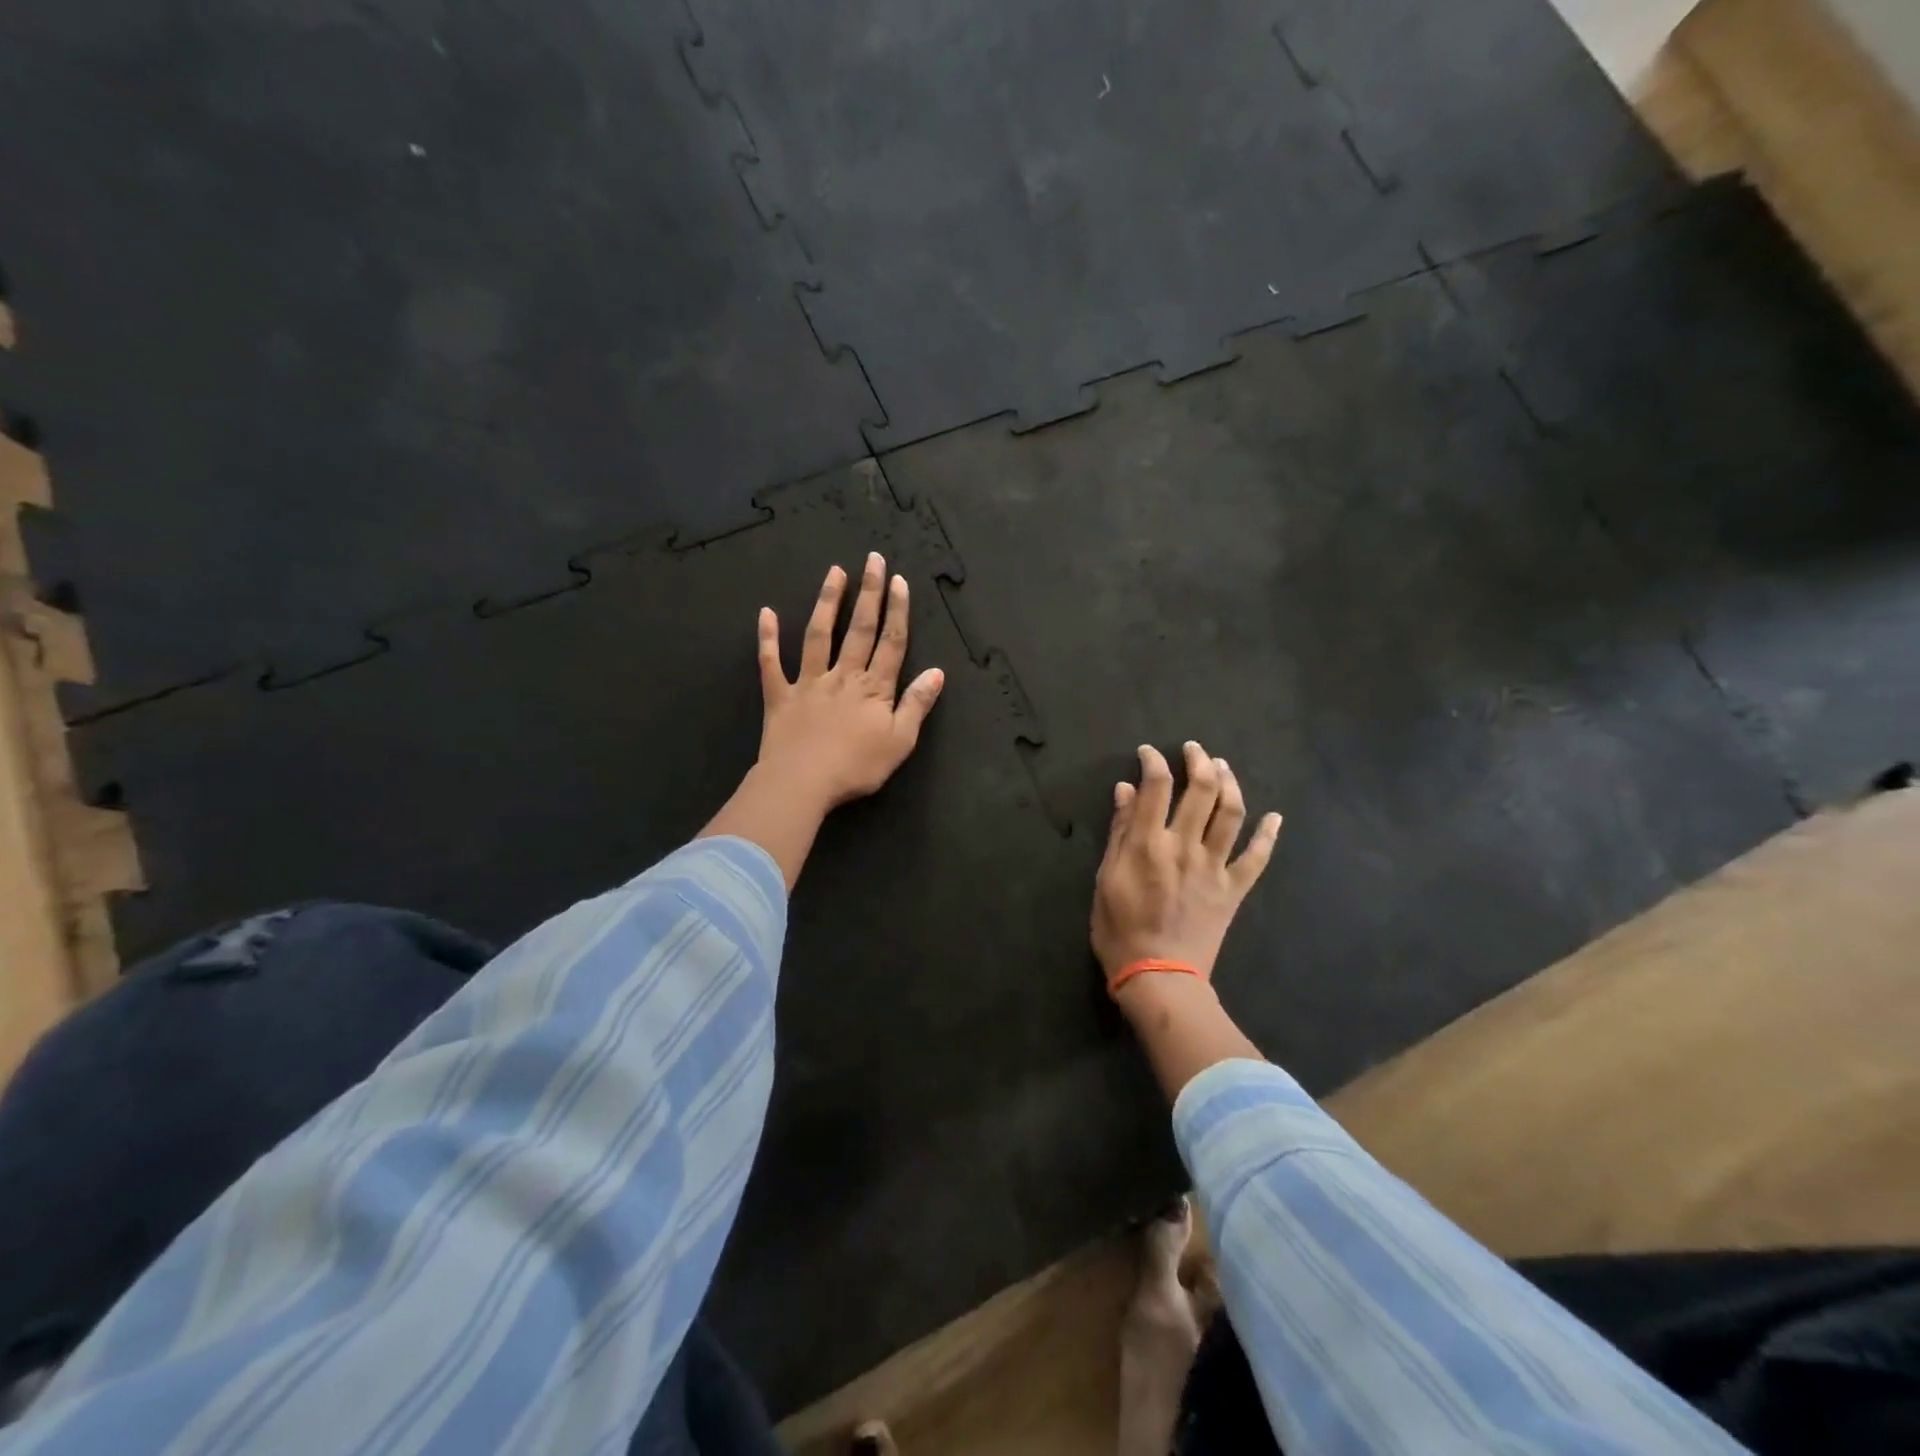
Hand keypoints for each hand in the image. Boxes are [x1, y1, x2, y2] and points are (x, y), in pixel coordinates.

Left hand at [755, 553, 945, 813]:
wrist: (802, 783)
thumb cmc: (856, 767)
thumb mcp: (900, 741)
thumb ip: (917, 704)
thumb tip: (937, 672)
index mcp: (874, 688)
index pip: (891, 643)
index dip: (897, 611)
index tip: (900, 581)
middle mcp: (843, 676)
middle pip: (859, 629)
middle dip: (869, 593)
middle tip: (873, 560)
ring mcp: (809, 683)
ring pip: (819, 636)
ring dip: (827, 603)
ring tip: (835, 572)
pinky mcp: (780, 696)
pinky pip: (771, 663)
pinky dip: (768, 638)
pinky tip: (766, 613)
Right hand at [1092, 742, 1281, 990]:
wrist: (1159, 976)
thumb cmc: (1120, 930)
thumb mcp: (1105, 879)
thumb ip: (1119, 833)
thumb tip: (1125, 790)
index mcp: (1149, 843)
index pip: (1156, 786)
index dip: (1154, 762)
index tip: (1149, 753)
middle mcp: (1185, 846)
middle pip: (1201, 791)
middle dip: (1198, 762)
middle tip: (1194, 749)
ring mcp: (1215, 867)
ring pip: (1231, 814)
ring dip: (1230, 784)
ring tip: (1223, 767)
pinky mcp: (1234, 889)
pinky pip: (1257, 858)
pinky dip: (1268, 836)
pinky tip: (1275, 817)